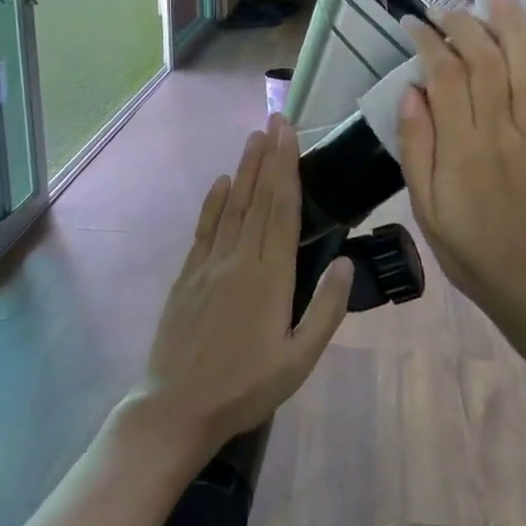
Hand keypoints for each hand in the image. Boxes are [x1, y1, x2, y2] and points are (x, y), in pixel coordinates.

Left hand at [128, 116, 352, 462]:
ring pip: (231, 206)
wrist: (178, 406)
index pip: (282, 209)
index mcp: (270, 277)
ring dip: (244, 170)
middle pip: (256, 198)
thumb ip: (326, 310)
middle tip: (275, 119)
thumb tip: (346, 262)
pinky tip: (222, 183)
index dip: (286, 168)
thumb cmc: (246, 386)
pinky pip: (205, 228)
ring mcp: (209, 264)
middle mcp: (239, 259)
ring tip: (255, 138)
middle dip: (268, 157)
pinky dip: (214, 202)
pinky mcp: (188, 274)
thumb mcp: (299, 359)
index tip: (289, 133)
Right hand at [397, 0, 525, 334]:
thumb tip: (410, 91)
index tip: (414, 23)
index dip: (430, 41)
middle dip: (465, 25)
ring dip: (514, 27)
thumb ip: (417, 149)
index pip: (445, 76)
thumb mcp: (425, 209)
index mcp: (462, 150)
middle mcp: (502, 134)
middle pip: (487, 62)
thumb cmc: (470, 250)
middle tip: (447, 7)